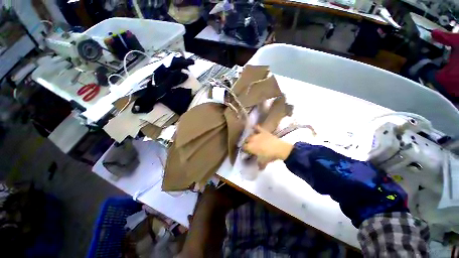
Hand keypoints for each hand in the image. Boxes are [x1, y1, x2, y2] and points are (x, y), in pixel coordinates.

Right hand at [243, 125, 293, 168]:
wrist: (279, 149)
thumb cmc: (270, 156)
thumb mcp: (263, 162)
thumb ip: (259, 165)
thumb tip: (259, 168)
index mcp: (250, 147)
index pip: (243, 147)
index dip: (243, 149)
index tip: (245, 151)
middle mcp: (252, 140)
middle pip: (246, 140)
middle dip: (246, 143)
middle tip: (249, 146)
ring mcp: (257, 135)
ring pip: (250, 135)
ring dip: (250, 137)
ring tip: (252, 140)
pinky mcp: (263, 131)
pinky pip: (257, 128)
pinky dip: (255, 128)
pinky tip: (253, 127)